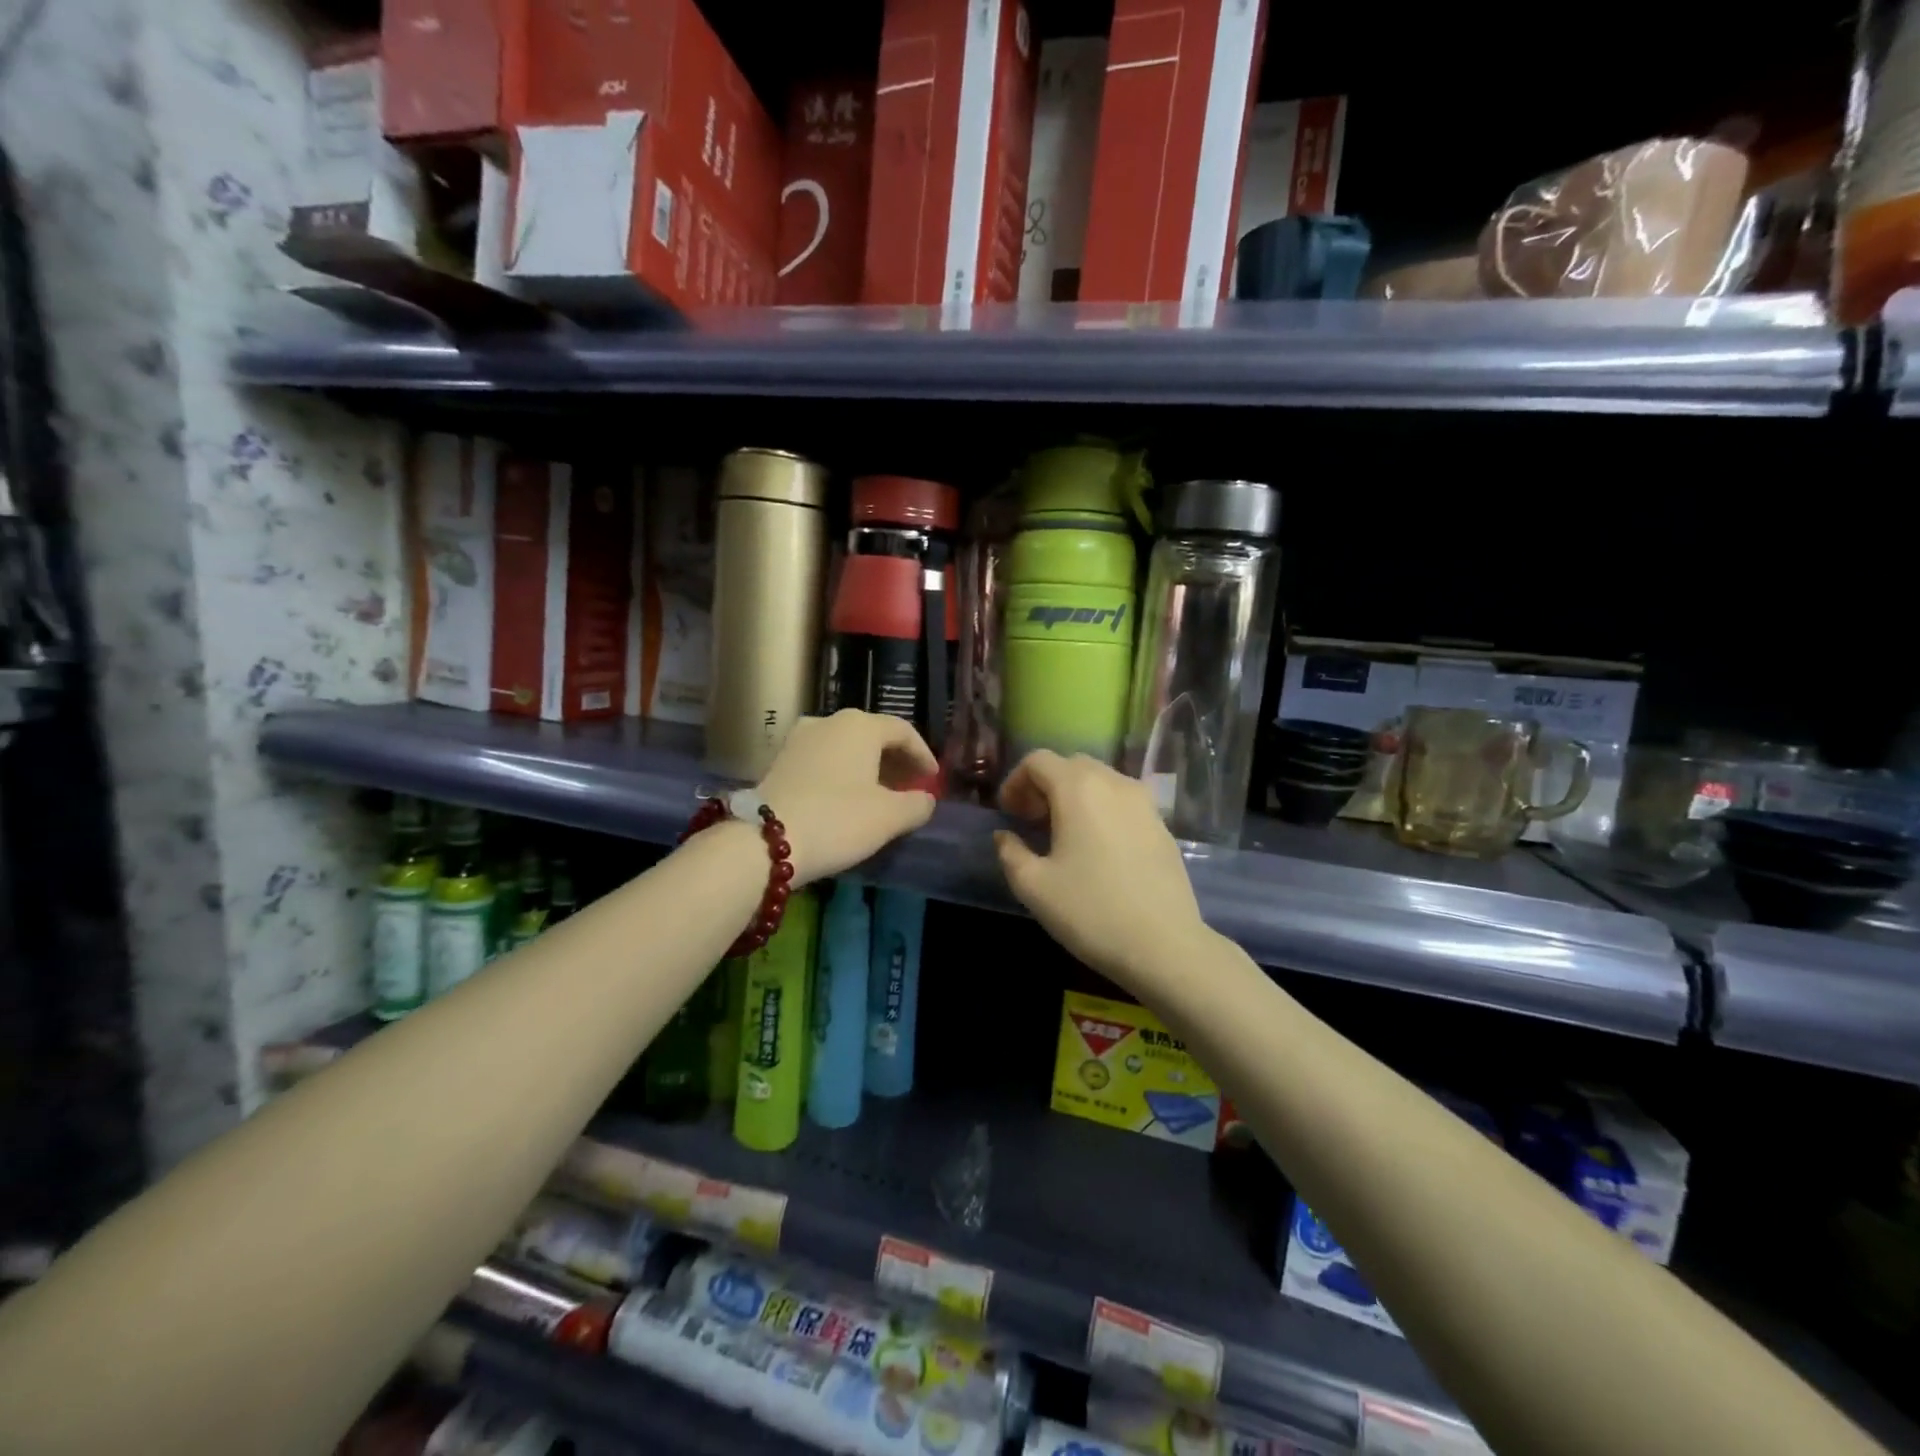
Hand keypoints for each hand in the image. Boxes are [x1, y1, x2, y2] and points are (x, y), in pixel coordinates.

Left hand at [757, 710, 938, 884]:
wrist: (763, 841)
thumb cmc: (838, 820)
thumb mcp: (889, 817)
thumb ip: (917, 805)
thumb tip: (926, 799)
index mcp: (860, 725)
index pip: (903, 731)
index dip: (923, 755)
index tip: (933, 779)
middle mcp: (829, 721)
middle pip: (873, 735)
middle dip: (895, 761)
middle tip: (910, 787)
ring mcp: (799, 739)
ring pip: (845, 747)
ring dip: (868, 768)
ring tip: (880, 796)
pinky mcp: (779, 760)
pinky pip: (823, 759)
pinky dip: (842, 773)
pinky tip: (846, 799)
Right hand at [994, 750, 1208, 987]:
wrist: (1164, 945)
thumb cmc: (1091, 911)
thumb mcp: (1034, 887)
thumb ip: (1010, 852)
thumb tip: (1004, 836)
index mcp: (1078, 788)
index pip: (1038, 760)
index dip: (1015, 781)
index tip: (1008, 814)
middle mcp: (1113, 783)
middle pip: (1070, 765)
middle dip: (1045, 785)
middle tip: (1031, 820)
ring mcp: (1144, 802)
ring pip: (1100, 780)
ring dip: (1074, 795)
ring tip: (1063, 834)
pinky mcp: (1161, 824)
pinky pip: (1123, 801)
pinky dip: (1102, 809)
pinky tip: (1098, 847)